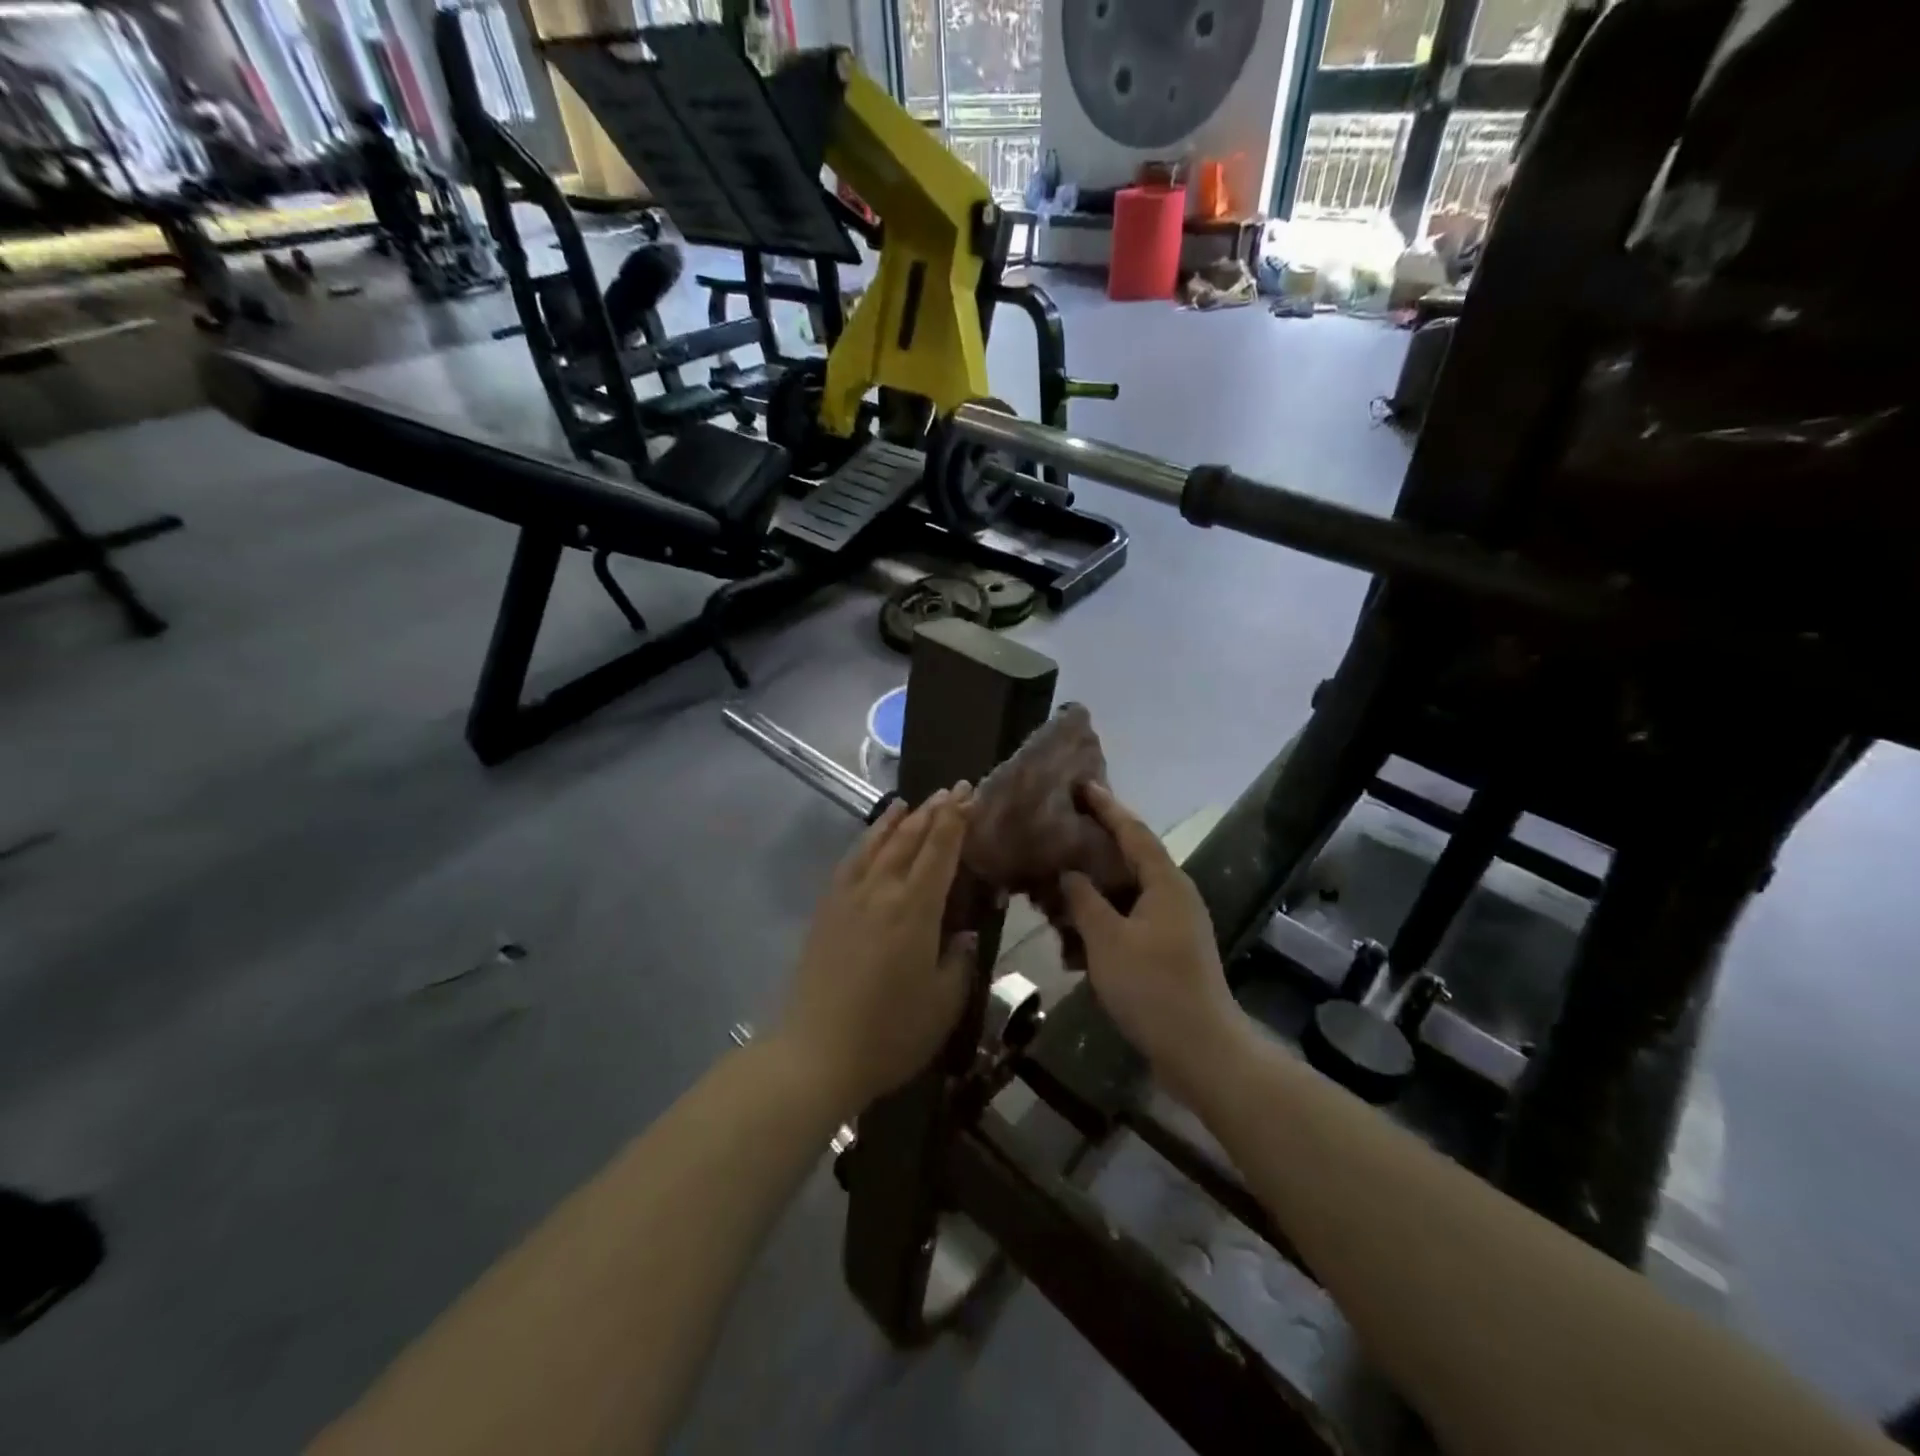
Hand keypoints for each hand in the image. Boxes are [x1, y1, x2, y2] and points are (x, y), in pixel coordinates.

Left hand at [776, 786, 978, 1115]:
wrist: (816, 1054)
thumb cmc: (890, 1034)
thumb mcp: (944, 1004)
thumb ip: (959, 961)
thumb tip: (965, 933)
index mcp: (916, 910)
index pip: (940, 851)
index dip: (956, 820)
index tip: (969, 795)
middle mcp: (882, 891)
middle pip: (910, 838)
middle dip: (934, 811)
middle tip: (954, 790)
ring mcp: (849, 898)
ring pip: (878, 844)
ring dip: (899, 820)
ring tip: (912, 802)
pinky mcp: (826, 910)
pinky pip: (850, 862)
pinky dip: (866, 841)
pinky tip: (872, 837)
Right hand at [1060, 783, 1245, 1103]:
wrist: (1201, 1051)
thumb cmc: (1153, 987)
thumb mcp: (1107, 940)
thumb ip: (1084, 900)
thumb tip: (1069, 872)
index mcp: (1165, 883)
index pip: (1132, 831)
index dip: (1106, 807)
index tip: (1081, 785)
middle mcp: (1173, 895)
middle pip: (1130, 858)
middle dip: (1094, 847)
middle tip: (1059, 832)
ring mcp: (1174, 925)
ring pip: (1126, 894)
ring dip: (1092, 891)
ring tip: (1055, 886)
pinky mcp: (1168, 951)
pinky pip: (1129, 922)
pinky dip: (1102, 923)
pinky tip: (1072, 939)